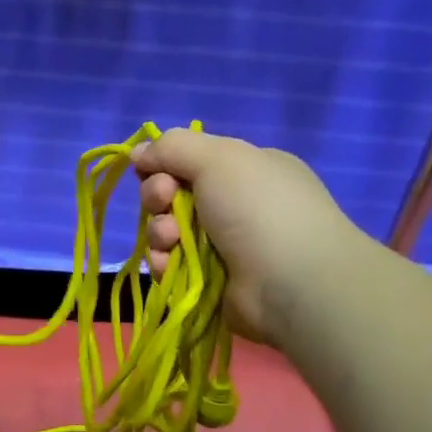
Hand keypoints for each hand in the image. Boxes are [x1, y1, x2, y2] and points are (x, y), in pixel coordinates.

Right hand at [134, 128, 365, 347]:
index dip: (164, 163)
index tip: (153, 169)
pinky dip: (164, 263)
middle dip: (157, 196)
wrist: (293, 284)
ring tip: (171, 239)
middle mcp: (234, 206)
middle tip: (164, 201)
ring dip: (159, 232)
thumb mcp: (219, 158)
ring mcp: (222, 247)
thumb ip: (173, 147)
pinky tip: (170, 265)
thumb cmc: (259, 209)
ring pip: (167, 232)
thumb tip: (138, 151)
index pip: (190, 160)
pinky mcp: (207, 282)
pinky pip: (170, 266)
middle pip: (172, 195)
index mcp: (245, 171)